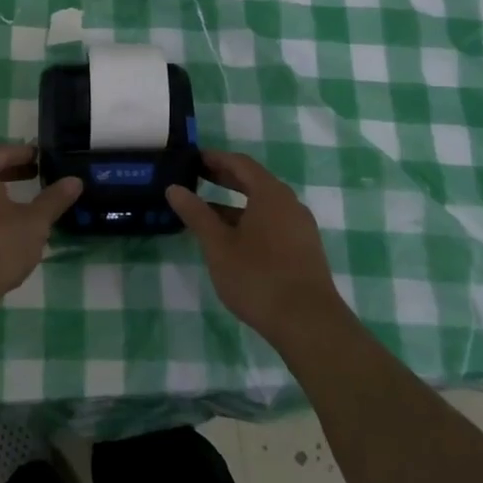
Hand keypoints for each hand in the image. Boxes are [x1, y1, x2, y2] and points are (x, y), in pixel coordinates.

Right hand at [167, 151, 347, 345]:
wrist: (309, 324)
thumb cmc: (258, 277)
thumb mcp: (218, 245)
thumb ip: (196, 214)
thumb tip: (174, 188)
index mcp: (270, 194)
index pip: (240, 163)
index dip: (215, 159)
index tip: (193, 159)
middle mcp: (290, 204)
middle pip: (254, 181)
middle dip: (225, 178)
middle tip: (197, 178)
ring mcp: (300, 228)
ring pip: (264, 205)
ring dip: (236, 203)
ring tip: (208, 212)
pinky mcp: (305, 250)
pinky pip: (273, 223)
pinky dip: (250, 220)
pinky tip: (234, 240)